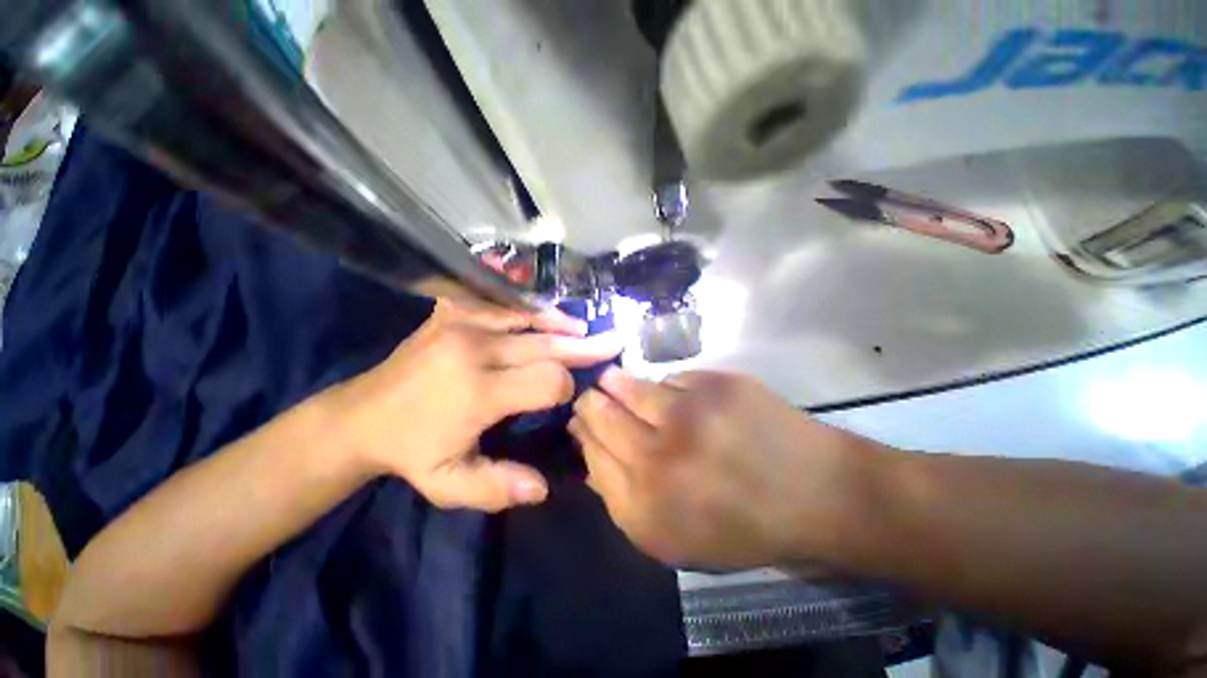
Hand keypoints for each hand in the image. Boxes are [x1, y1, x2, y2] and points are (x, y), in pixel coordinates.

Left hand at [326, 300, 621, 511]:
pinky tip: (546, 313)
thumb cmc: (410, 451)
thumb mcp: (447, 484)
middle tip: (613, 342)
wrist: (360, 415)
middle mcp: (474, 350)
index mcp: (477, 392)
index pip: (547, 381)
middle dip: (582, 347)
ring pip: (528, 319)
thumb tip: (543, 487)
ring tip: (585, 327)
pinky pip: (500, 304)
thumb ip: (497, 487)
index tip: (567, 396)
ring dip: (561, 325)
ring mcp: (461, 324)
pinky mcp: (451, 312)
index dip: (565, 388)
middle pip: (546, 346)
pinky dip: (529, 309)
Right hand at [570, 369, 885, 568]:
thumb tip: (591, 455)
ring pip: (628, 386)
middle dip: (589, 402)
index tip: (579, 421)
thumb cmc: (742, 525)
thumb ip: (623, 499)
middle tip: (588, 396)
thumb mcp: (674, 538)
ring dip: (615, 383)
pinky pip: (670, 379)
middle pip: (601, 414)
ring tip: (610, 380)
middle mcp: (659, 457)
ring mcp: (689, 414)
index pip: (591, 452)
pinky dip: (664, 387)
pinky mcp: (716, 384)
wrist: (817, 494)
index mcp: (646, 506)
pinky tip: (670, 394)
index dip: (582, 432)